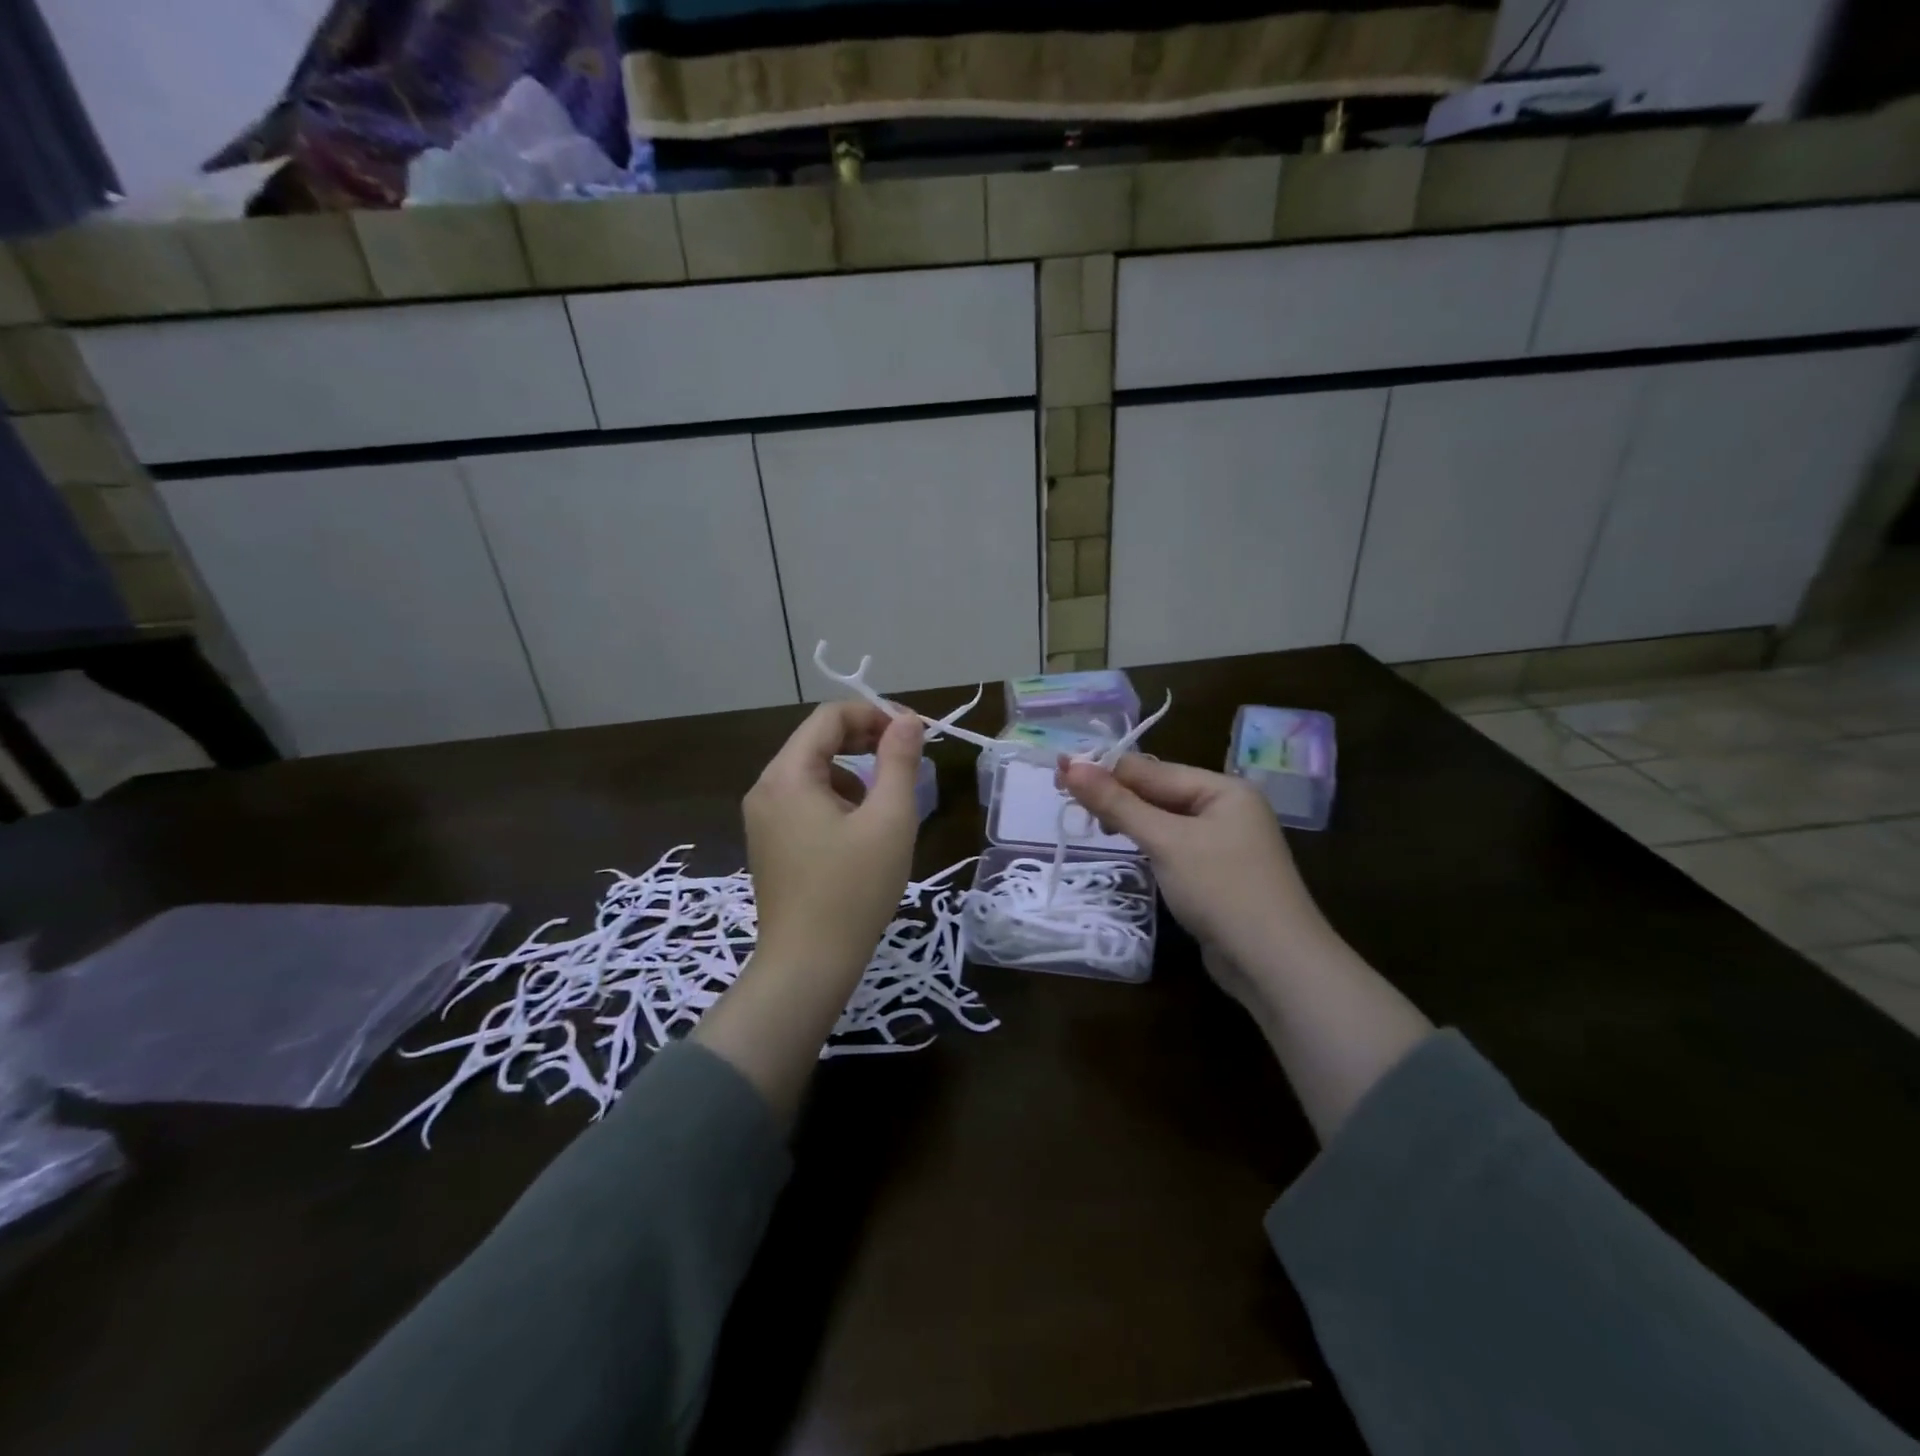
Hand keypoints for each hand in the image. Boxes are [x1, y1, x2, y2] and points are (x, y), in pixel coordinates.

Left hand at [744, 701, 924, 976]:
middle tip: (907, 759)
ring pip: (813, 772)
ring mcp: (762, 818)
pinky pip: (804, 801)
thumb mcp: (889, 820)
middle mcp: (765, 788)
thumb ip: (899, 761)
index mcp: (787, 775)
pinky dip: (836, 800)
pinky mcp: (769, 843)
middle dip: (865, 741)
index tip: (913, 734)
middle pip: (817, 741)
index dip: (874, 714)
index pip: (829, 717)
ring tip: (886, 805)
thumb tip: (907, 720)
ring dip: (854, 773)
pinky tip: (860, 833)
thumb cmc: (853, 889)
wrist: (808, 966)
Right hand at [1058, 756, 1323, 968]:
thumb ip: (1117, 804)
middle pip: (1160, 792)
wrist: (1275, 964)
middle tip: (1067, 801)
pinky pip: (1175, 845)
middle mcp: (1227, 808)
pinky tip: (1127, 848)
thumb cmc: (1221, 889)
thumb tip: (1070, 766)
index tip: (1060, 774)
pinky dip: (1148, 844)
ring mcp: (1225, 843)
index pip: (1152, 770)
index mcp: (1224, 789)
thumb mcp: (1165, 841)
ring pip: (1165, 820)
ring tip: (1092, 825)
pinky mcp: (1218, 873)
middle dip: (1116, 795)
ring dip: (1129, 819)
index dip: (1105, 771)